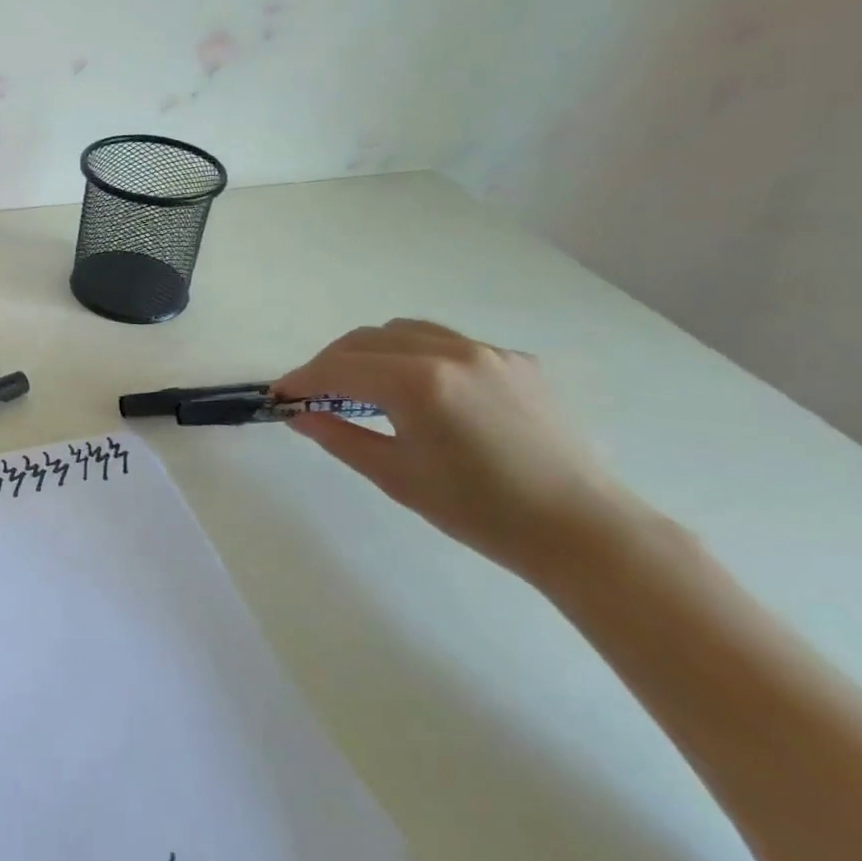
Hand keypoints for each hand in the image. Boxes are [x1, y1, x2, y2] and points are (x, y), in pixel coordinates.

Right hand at [273, 320, 646, 583]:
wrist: (581, 529)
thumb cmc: (478, 510)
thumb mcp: (394, 475)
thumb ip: (338, 436)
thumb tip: (299, 415)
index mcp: (417, 382)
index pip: (339, 367)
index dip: (302, 379)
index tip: (280, 396)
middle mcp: (450, 352)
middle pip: (366, 339)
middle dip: (331, 362)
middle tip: (314, 395)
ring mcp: (487, 352)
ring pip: (404, 331)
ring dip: (370, 352)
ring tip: (360, 386)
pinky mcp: (515, 361)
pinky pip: (447, 343)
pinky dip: (414, 355)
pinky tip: (419, 391)